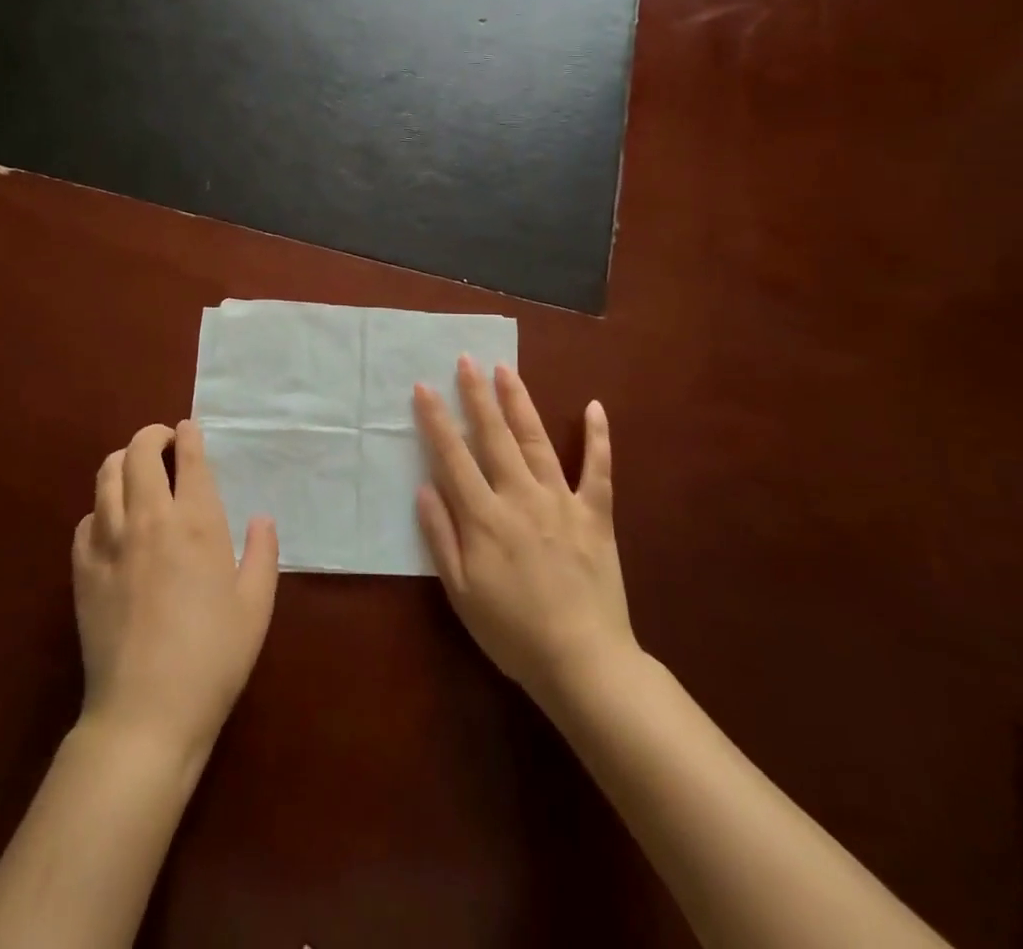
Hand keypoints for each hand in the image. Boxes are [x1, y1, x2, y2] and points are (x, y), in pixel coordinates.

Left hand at [72, 420, 279, 766]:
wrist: (145, 714)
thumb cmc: (212, 659)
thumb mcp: (255, 606)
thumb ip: (263, 553)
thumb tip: (262, 517)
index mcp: (196, 522)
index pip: (189, 458)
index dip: (189, 435)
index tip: (190, 429)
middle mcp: (149, 519)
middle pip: (139, 453)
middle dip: (152, 436)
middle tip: (165, 444)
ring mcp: (109, 541)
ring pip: (106, 475)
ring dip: (123, 461)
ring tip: (137, 471)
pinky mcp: (82, 568)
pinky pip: (87, 519)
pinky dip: (102, 508)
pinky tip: (113, 524)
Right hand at [415, 358, 638, 709]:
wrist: (583, 662)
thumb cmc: (512, 632)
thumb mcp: (461, 592)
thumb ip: (441, 537)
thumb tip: (424, 487)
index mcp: (485, 518)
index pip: (453, 457)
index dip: (436, 420)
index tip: (424, 387)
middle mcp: (521, 497)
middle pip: (494, 437)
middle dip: (477, 395)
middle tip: (466, 359)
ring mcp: (562, 502)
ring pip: (536, 441)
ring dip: (519, 402)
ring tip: (506, 370)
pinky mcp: (595, 514)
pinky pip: (598, 470)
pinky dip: (598, 438)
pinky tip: (595, 406)